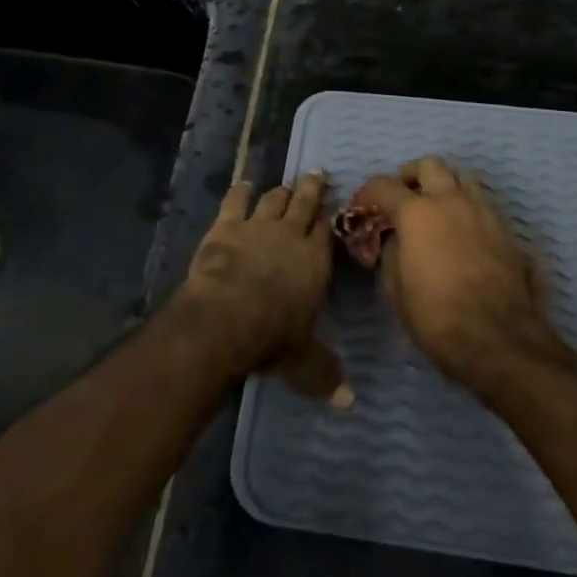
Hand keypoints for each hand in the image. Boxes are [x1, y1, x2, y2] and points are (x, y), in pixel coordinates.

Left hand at [176, 173, 347, 403]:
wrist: (225, 317)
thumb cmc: (271, 338)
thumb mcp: (303, 362)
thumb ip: (325, 375)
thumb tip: (350, 403)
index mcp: (316, 262)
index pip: (327, 231)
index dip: (330, 217)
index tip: (332, 206)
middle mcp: (291, 235)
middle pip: (305, 203)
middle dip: (312, 188)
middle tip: (316, 173)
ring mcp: (258, 226)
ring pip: (274, 199)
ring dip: (281, 190)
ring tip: (286, 183)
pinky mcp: (227, 225)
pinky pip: (236, 201)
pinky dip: (240, 191)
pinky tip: (243, 184)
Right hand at [355, 157, 559, 394]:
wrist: (498, 338)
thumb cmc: (436, 316)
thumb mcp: (396, 289)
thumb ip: (392, 253)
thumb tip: (395, 239)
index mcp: (417, 212)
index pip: (385, 185)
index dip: (368, 192)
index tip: (363, 205)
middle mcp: (451, 201)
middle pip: (430, 165)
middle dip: (412, 176)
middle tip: (404, 197)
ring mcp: (483, 212)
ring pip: (462, 177)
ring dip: (445, 186)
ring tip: (436, 210)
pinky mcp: (505, 230)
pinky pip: (482, 204)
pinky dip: (467, 208)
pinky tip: (462, 234)